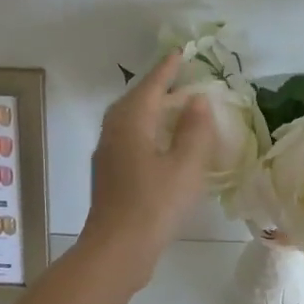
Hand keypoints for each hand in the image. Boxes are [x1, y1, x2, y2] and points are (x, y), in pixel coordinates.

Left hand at [81, 51, 214, 283]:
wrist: (117, 249)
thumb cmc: (154, 204)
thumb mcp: (185, 165)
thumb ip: (194, 129)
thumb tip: (196, 100)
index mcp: (131, 122)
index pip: (151, 86)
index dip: (167, 70)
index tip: (180, 53)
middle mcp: (113, 132)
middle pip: (135, 100)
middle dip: (157, 87)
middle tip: (179, 78)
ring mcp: (107, 154)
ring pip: (129, 120)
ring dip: (150, 109)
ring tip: (174, 108)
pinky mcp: (109, 175)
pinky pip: (129, 138)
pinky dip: (147, 130)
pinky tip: (162, 144)